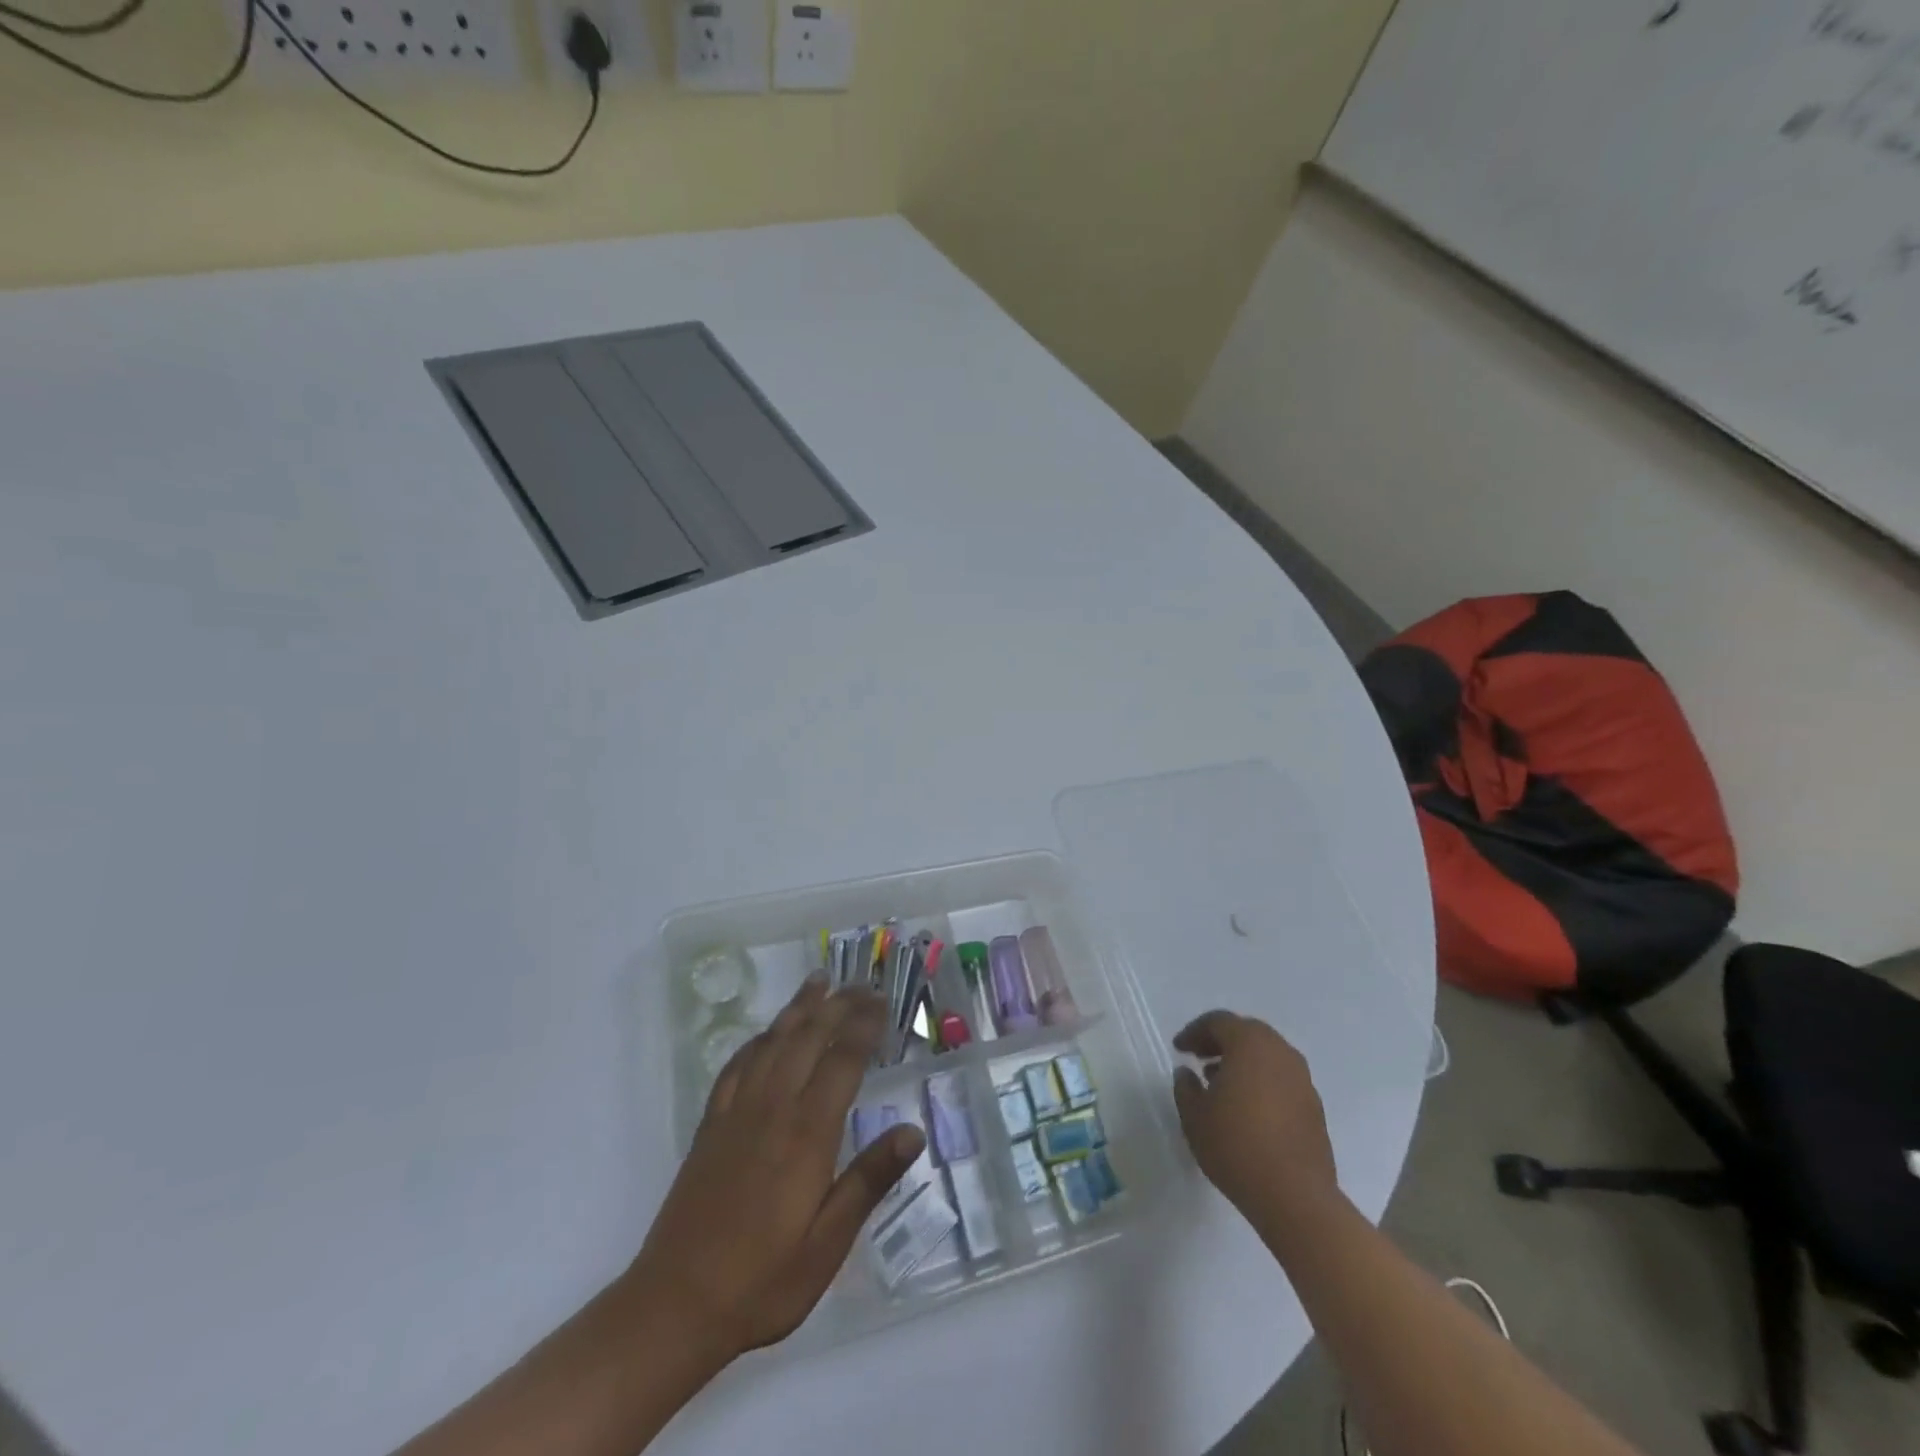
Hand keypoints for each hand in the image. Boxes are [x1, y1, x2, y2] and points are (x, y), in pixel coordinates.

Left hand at [626, 979, 924, 1358]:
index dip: (864, 1026)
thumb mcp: (827, 1244)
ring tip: (818, 981)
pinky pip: (737, 1065)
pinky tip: (767, 1033)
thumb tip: (912, 1131)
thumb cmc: (762, 1280)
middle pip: (808, 1039)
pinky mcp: (711, 1124)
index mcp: (806, 1134)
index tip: (882, 1002)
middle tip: (861, 984)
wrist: (675, 1305)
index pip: (842, 1062)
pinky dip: (758, 1040)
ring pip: (772, 1042)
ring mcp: (737, 1113)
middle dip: (838, 1005)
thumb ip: (869, 1181)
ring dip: (798, 1008)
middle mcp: (772, 1109)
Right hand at [1171, 1011, 1336, 1215]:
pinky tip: (1247, 1108)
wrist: (1295, 1197)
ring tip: (1221, 1084)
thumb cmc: (1236, 1146)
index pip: (1219, 1022)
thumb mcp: (1194, 1116)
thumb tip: (1187, 1073)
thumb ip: (1185, 1087)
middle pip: (1247, 1033)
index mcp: (1250, 1044)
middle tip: (1199, 1058)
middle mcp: (1280, 1052)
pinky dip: (1262, 1081)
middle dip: (1221, 1042)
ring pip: (1267, 1055)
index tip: (1179, 1049)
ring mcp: (1302, 1080)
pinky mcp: (1314, 1107)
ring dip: (1243, 1061)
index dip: (1194, 1032)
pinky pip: (1282, 1079)